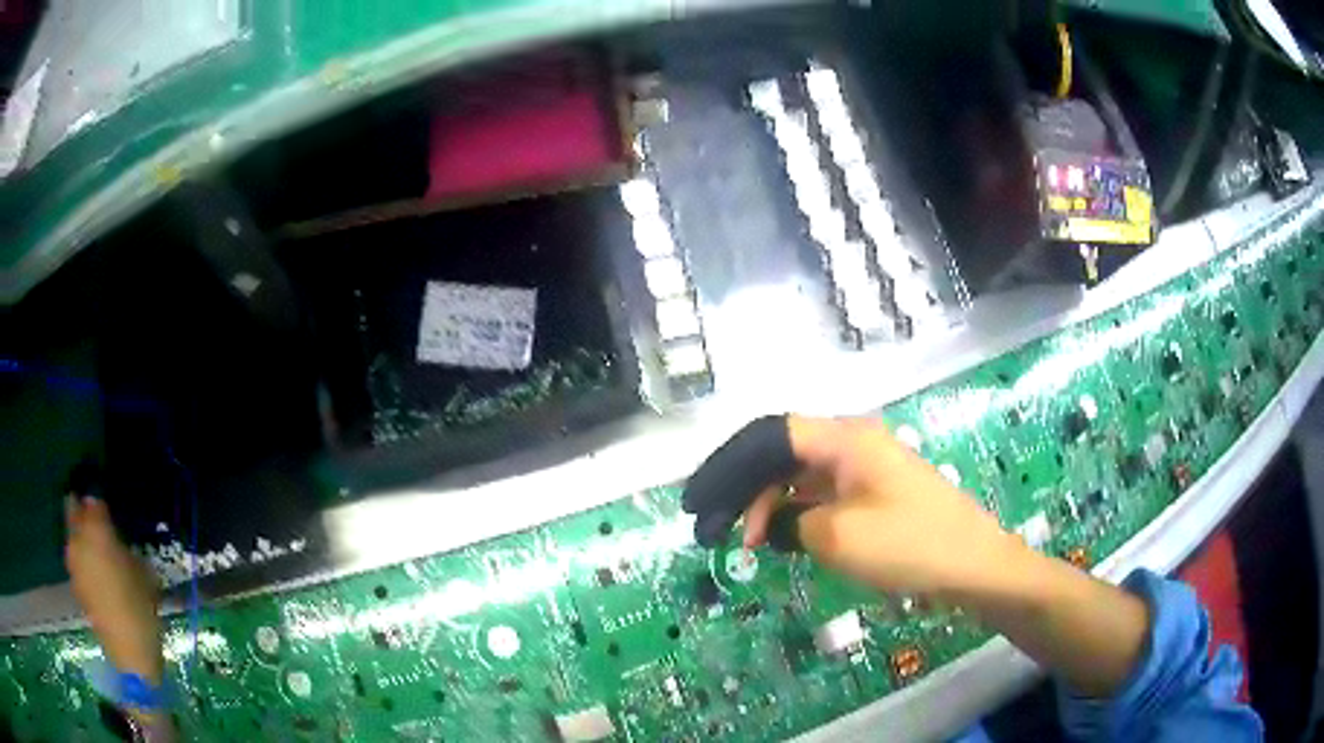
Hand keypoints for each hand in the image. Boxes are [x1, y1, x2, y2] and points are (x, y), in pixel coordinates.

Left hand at [64, 495, 164, 684]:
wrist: (129, 655)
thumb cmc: (140, 611)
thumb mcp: (144, 575)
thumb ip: (125, 549)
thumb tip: (117, 542)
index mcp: (95, 530)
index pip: (93, 500)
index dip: (101, 503)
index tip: (110, 510)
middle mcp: (77, 538)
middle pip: (72, 509)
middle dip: (82, 510)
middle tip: (97, 521)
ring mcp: (72, 562)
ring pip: (72, 535)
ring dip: (81, 536)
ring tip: (98, 551)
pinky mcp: (74, 583)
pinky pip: (76, 559)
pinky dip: (83, 559)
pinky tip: (97, 576)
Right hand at [739, 416, 1022, 596]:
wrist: (974, 567)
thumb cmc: (907, 545)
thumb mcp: (835, 537)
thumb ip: (789, 521)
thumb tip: (775, 522)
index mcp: (845, 438)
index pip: (770, 435)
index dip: (728, 465)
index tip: (700, 503)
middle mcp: (853, 442)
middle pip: (783, 454)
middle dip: (745, 490)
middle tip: (719, 533)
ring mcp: (867, 467)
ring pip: (802, 476)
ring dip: (770, 506)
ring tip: (750, 544)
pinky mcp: (877, 492)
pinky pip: (823, 495)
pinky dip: (797, 515)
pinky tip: (783, 539)